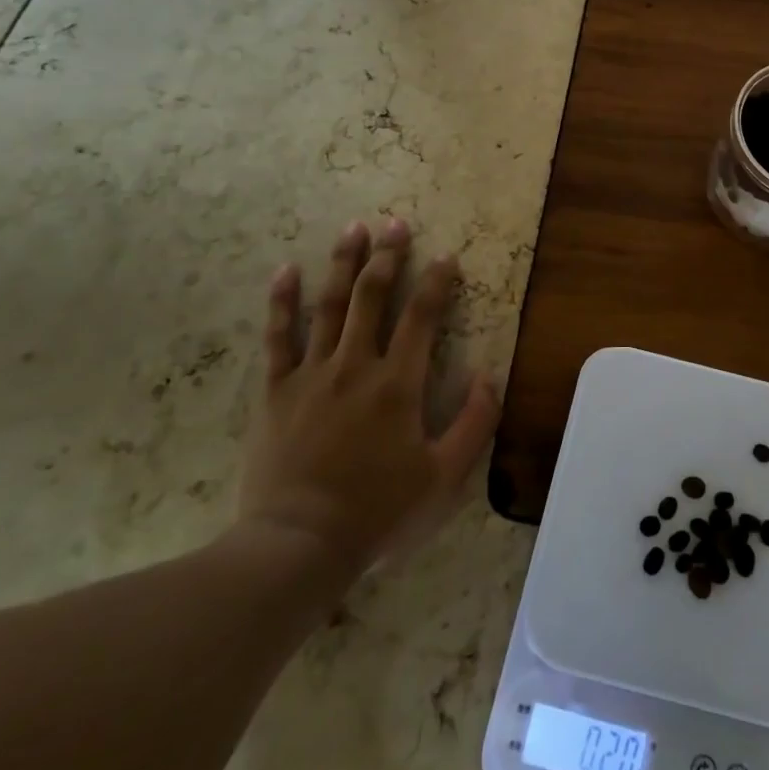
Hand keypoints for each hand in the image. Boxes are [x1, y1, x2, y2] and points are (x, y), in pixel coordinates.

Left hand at [236, 218, 499, 578]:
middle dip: (388, 256)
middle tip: (395, 223)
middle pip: (373, 297)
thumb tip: (491, 376)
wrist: (298, 546)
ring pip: (329, 306)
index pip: (423, 317)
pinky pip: (278, 338)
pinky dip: (281, 302)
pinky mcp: (277, 391)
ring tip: (354, 229)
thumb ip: (475, 424)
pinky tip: (285, 271)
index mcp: (398, 383)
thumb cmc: (377, 513)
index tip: (446, 256)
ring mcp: (312, 374)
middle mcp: (356, 365)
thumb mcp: (444, 478)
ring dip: (344, 264)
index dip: (437, 282)